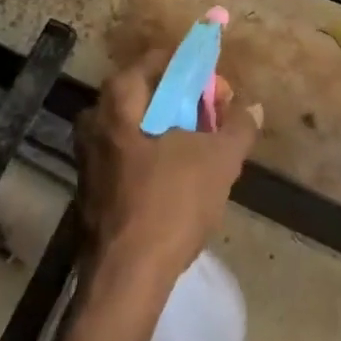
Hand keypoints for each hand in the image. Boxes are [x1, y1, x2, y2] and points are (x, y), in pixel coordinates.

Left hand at [73, 55, 262, 285]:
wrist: (126, 279)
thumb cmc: (170, 203)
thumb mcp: (219, 161)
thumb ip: (238, 128)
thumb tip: (253, 109)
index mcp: (118, 99)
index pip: (159, 61)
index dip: (194, 71)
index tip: (219, 92)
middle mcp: (95, 118)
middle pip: (147, 94)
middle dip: (184, 103)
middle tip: (214, 121)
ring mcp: (88, 155)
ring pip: (137, 127)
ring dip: (171, 132)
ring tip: (204, 153)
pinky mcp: (90, 188)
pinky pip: (128, 155)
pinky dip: (154, 157)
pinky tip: (180, 181)